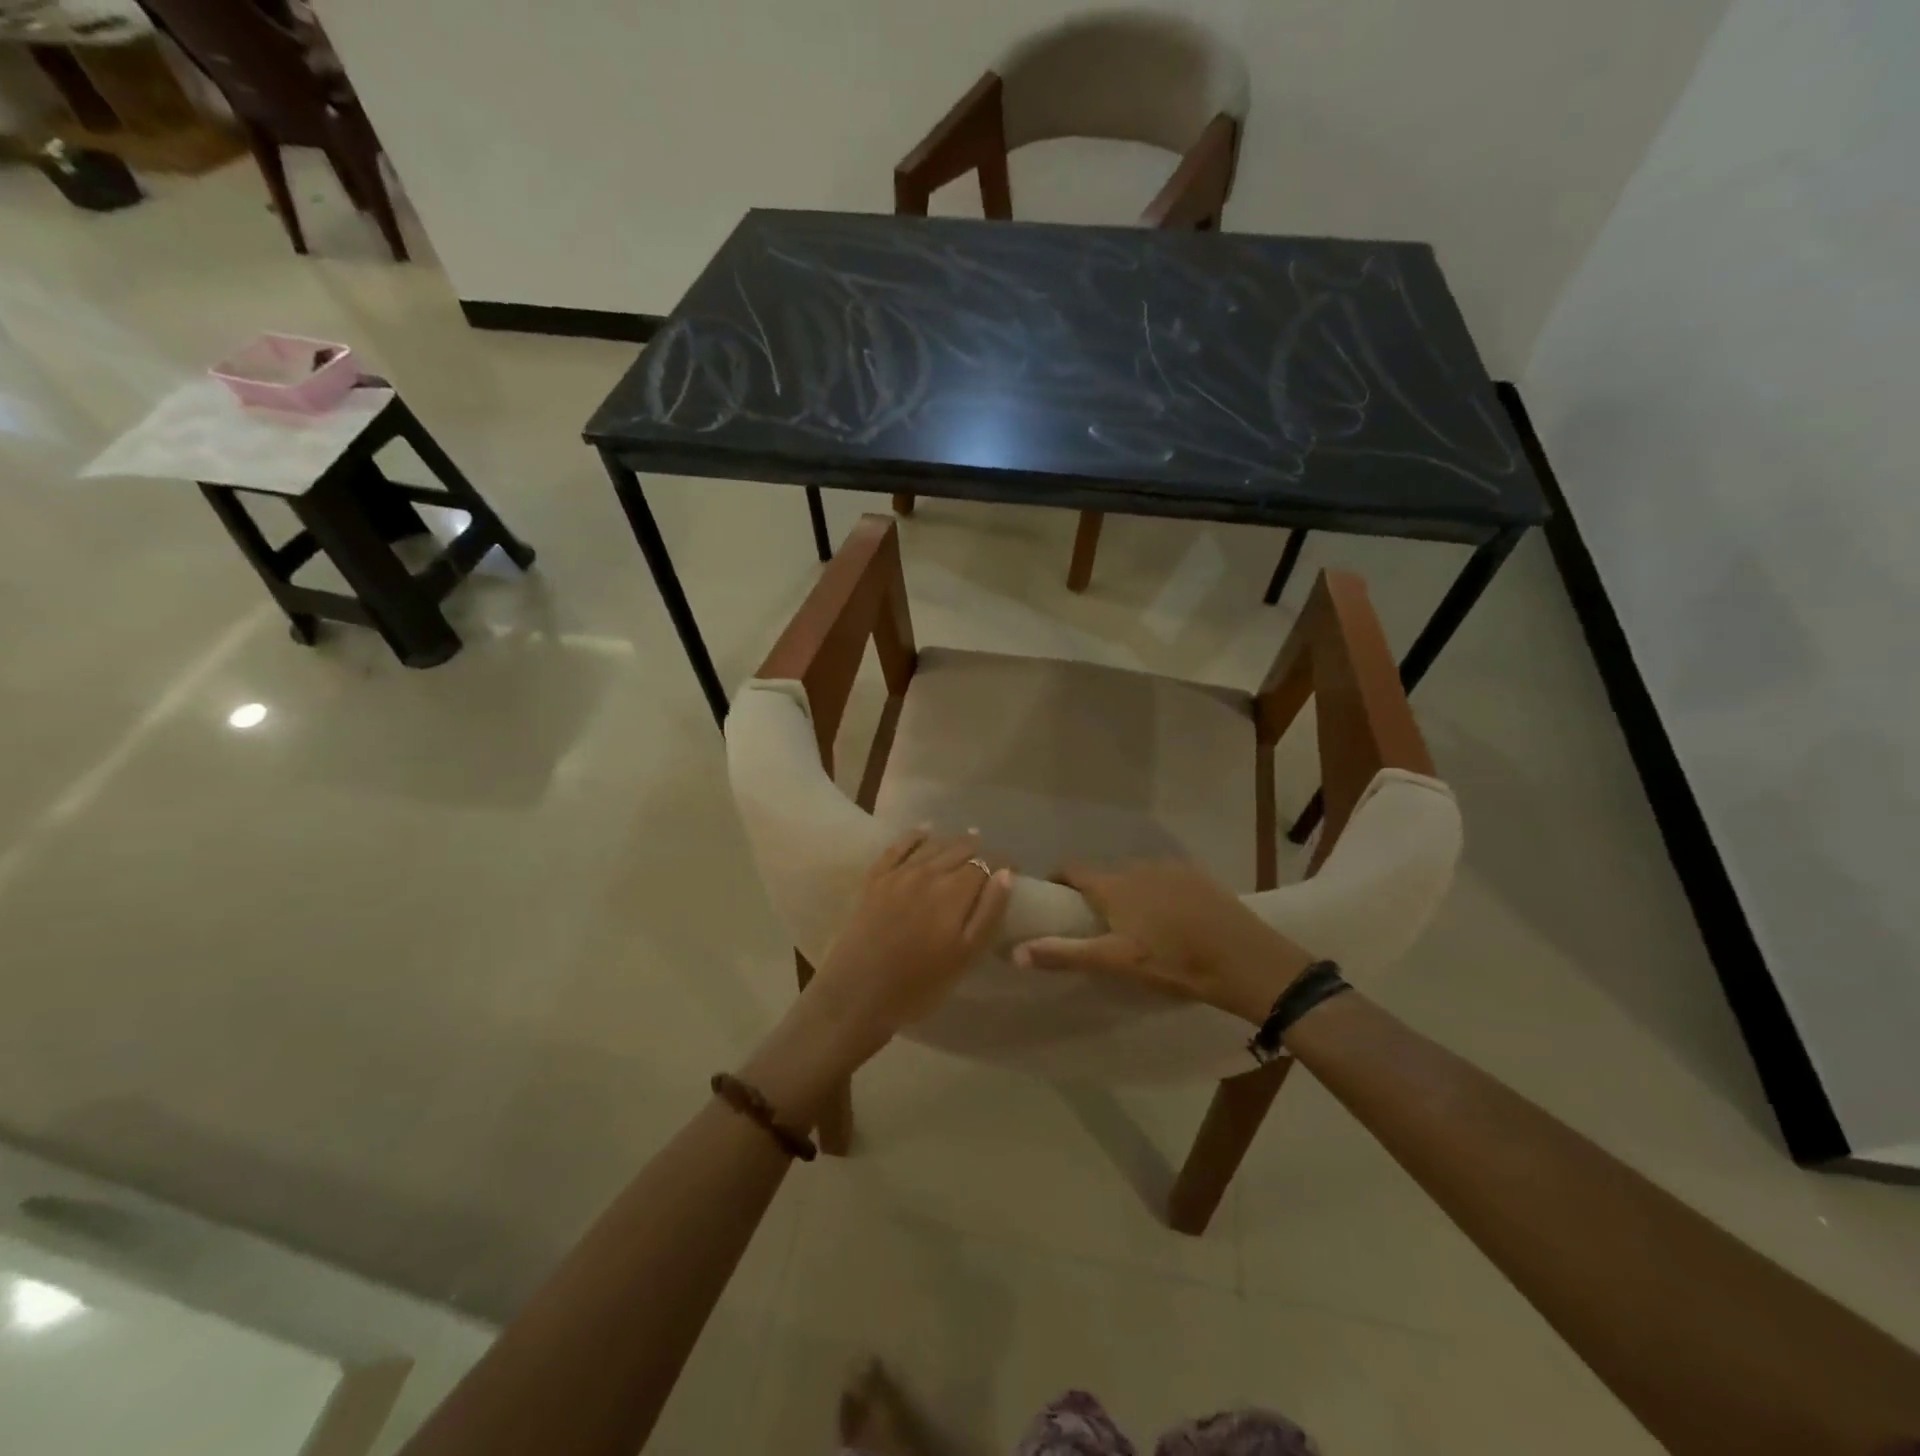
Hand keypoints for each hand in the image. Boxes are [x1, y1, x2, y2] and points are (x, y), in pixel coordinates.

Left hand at [805, 827, 1012, 1050]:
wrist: (857, 995)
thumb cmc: (919, 985)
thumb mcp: (965, 956)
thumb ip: (988, 913)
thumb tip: (1005, 874)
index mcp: (954, 892)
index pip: (985, 864)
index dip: (1002, 863)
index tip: (1013, 870)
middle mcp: (928, 873)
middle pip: (960, 850)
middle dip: (979, 851)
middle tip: (990, 860)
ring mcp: (898, 874)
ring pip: (932, 845)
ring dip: (953, 842)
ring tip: (967, 841)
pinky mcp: (875, 880)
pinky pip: (898, 846)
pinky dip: (915, 835)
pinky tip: (924, 830)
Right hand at [1013, 860, 1313, 1022]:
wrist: (1247, 961)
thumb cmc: (1175, 963)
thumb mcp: (1118, 963)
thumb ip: (1066, 954)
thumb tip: (1016, 951)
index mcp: (1114, 886)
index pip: (1072, 869)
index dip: (1057, 881)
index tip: (1051, 901)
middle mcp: (1138, 867)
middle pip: (1104, 875)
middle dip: (1093, 894)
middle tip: (1093, 925)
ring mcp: (1171, 868)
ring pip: (1135, 877)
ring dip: (1126, 894)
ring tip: (1133, 926)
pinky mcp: (1198, 876)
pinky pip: (1164, 880)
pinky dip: (1156, 894)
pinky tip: (1170, 921)